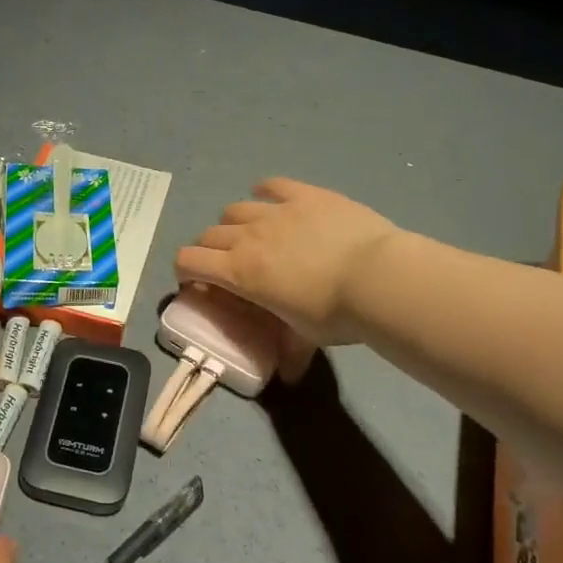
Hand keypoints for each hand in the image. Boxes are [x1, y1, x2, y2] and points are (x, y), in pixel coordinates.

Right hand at [175, 178, 400, 376]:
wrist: (378, 277)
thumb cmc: (335, 313)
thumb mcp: (306, 337)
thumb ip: (290, 350)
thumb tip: (289, 377)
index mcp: (239, 272)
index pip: (188, 260)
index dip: (184, 270)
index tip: (197, 283)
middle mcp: (247, 236)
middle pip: (208, 235)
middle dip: (209, 251)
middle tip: (227, 266)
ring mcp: (275, 211)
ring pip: (234, 209)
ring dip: (234, 223)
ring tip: (252, 235)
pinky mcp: (304, 194)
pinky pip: (272, 185)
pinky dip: (265, 192)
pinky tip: (271, 198)